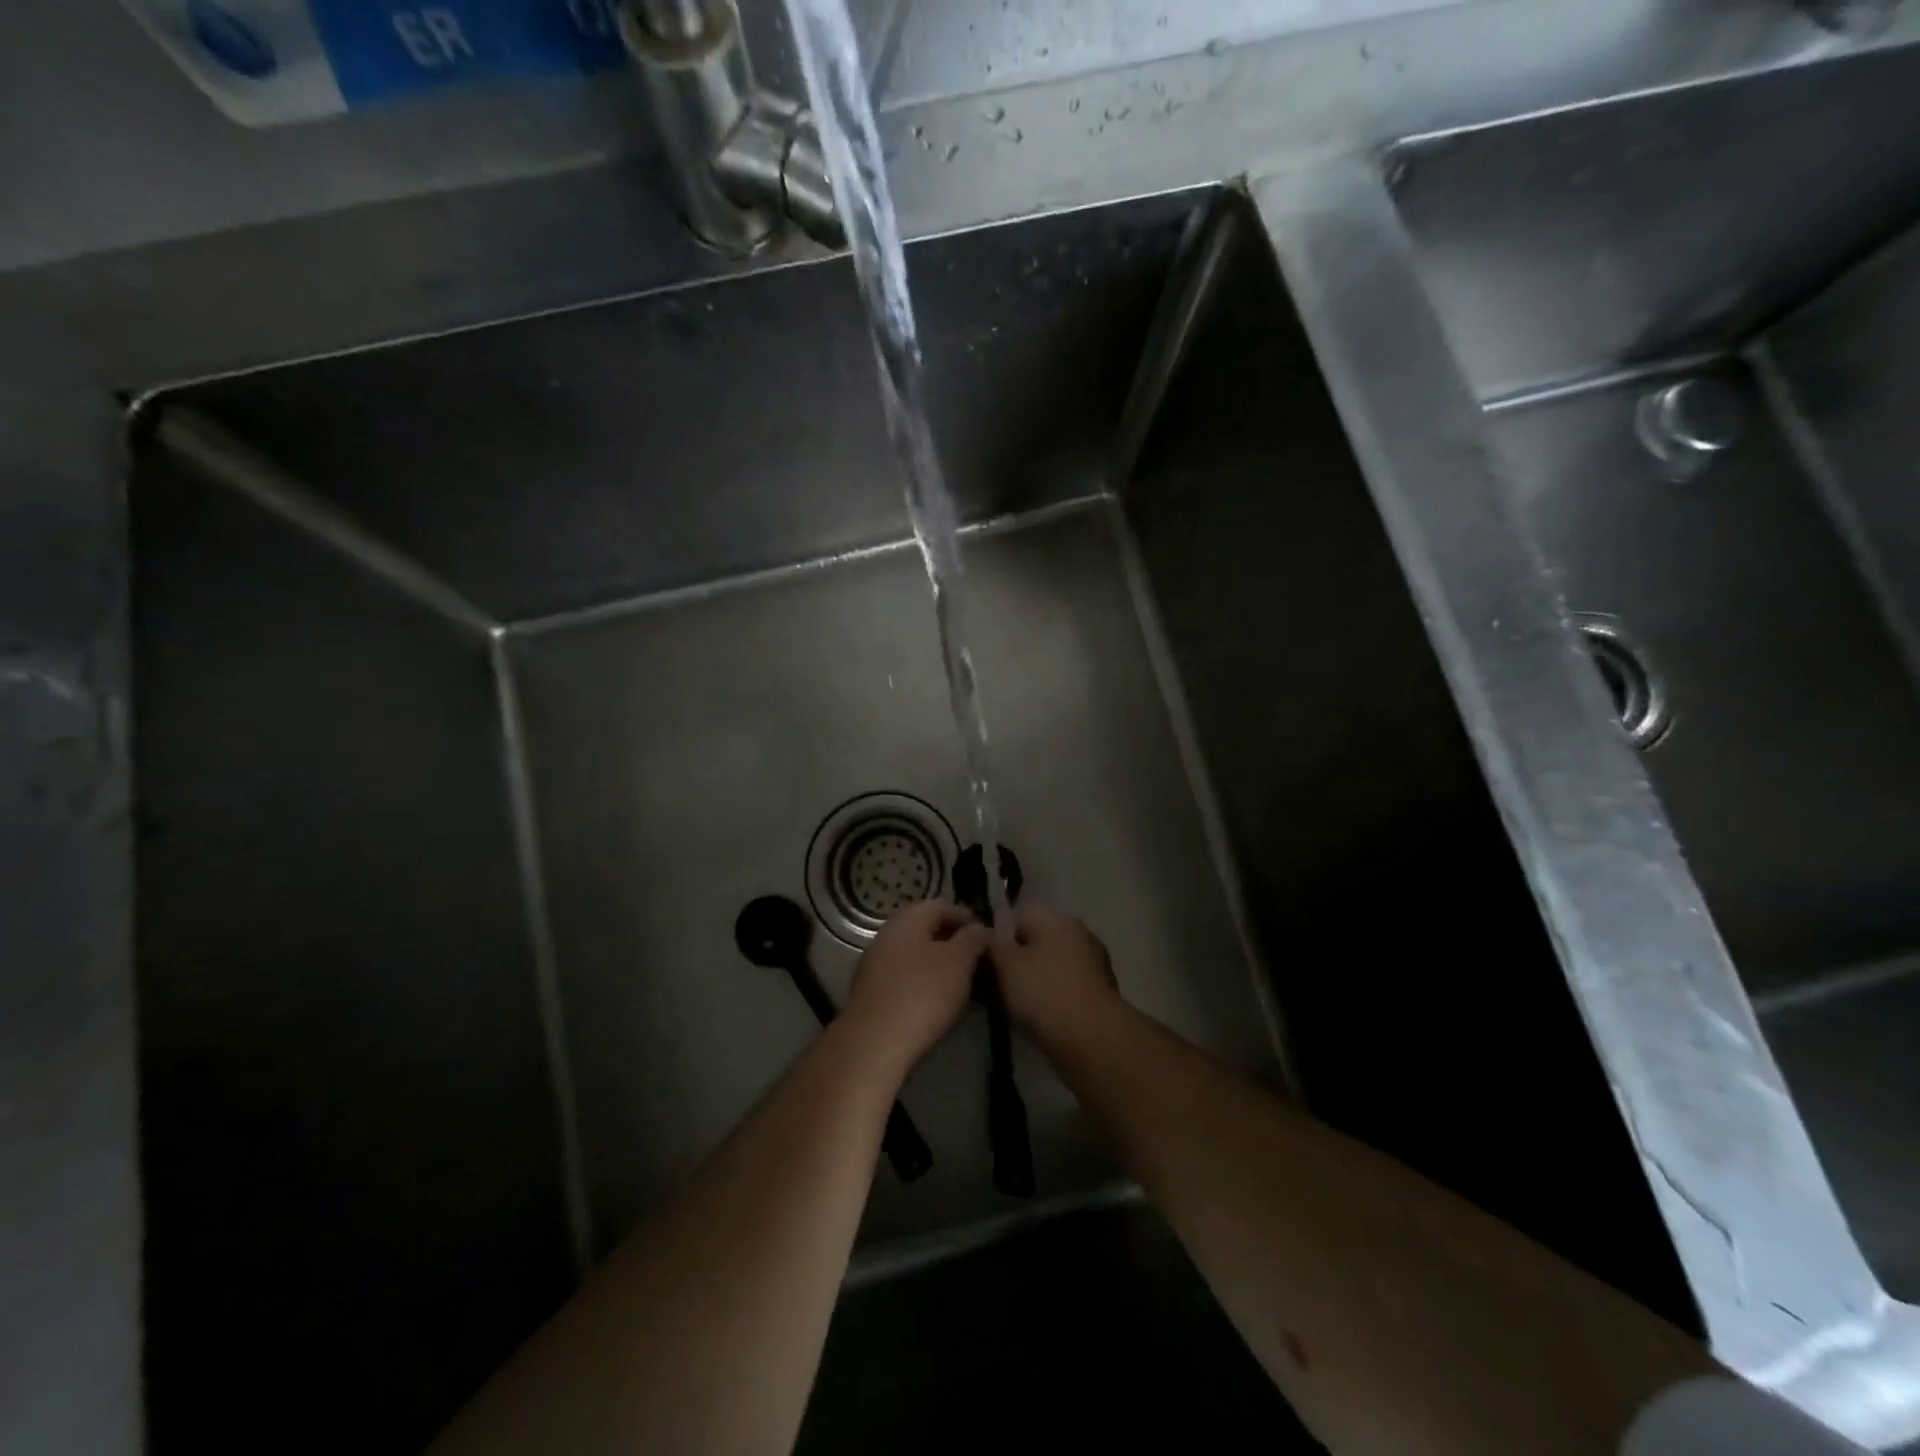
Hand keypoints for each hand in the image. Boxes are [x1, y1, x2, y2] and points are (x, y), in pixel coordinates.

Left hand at [842, 900, 989, 1071]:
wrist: (875, 1044)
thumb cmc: (923, 994)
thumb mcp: (959, 962)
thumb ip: (973, 939)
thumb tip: (980, 928)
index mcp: (906, 920)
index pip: (941, 905)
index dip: (966, 917)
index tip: (987, 936)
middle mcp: (886, 936)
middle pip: (925, 931)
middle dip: (952, 943)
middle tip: (977, 962)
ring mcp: (874, 966)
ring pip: (914, 956)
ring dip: (938, 966)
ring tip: (962, 986)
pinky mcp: (871, 995)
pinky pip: (903, 979)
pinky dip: (923, 985)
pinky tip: (938, 1004)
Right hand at [989, 904, 1119, 1040]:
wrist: (1093, 1039)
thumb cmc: (1044, 993)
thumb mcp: (1005, 965)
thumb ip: (993, 945)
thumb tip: (988, 934)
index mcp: (1055, 918)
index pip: (1018, 914)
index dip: (999, 936)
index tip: (986, 960)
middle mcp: (1078, 931)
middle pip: (1037, 939)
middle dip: (1018, 958)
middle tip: (996, 985)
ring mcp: (1093, 961)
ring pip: (1052, 963)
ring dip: (1036, 978)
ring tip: (1016, 1005)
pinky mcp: (1101, 990)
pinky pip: (1066, 984)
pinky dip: (1053, 995)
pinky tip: (1040, 1016)